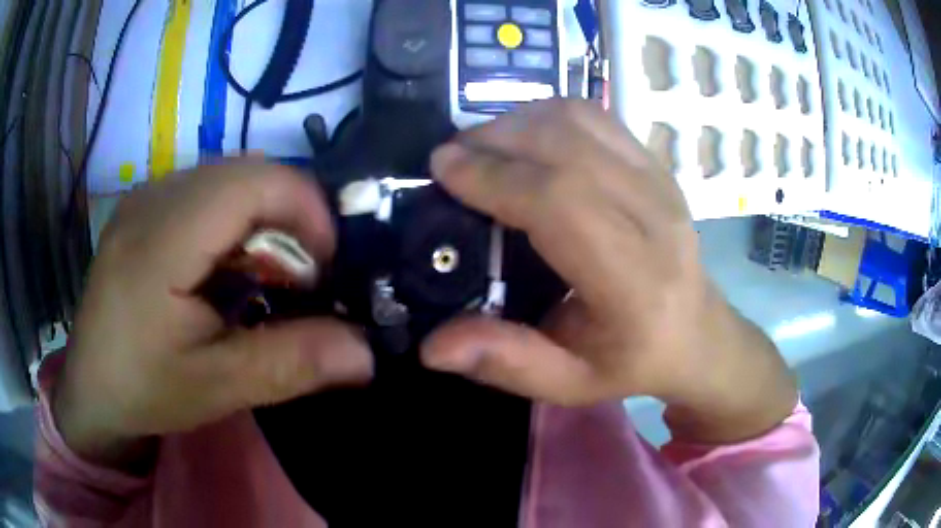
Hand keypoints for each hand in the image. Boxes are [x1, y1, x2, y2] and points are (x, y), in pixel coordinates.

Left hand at [53, 161, 372, 469]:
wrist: (89, 390)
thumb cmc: (142, 390)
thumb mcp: (215, 388)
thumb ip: (289, 365)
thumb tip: (365, 352)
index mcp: (161, 239)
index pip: (254, 181)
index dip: (306, 211)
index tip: (324, 268)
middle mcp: (152, 199)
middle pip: (246, 172)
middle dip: (289, 217)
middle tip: (299, 278)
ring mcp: (145, 197)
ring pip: (228, 177)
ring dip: (262, 218)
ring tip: (264, 274)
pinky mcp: (144, 208)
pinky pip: (206, 190)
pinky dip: (235, 220)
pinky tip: (226, 267)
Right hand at [423, 99, 795, 442]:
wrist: (697, 332)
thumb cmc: (634, 360)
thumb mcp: (570, 384)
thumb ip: (508, 364)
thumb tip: (434, 347)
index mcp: (635, 282)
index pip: (561, 203)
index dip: (495, 177)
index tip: (444, 168)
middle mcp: (654, 217)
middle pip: (566, 147)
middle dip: (495, 140)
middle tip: (452, 157)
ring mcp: (660, 180)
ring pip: (579, 120)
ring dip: (518, 122)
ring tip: (482, 146)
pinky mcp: (655, 163)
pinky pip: (595, 118)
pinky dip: (547, 115)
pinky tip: (524, 138)